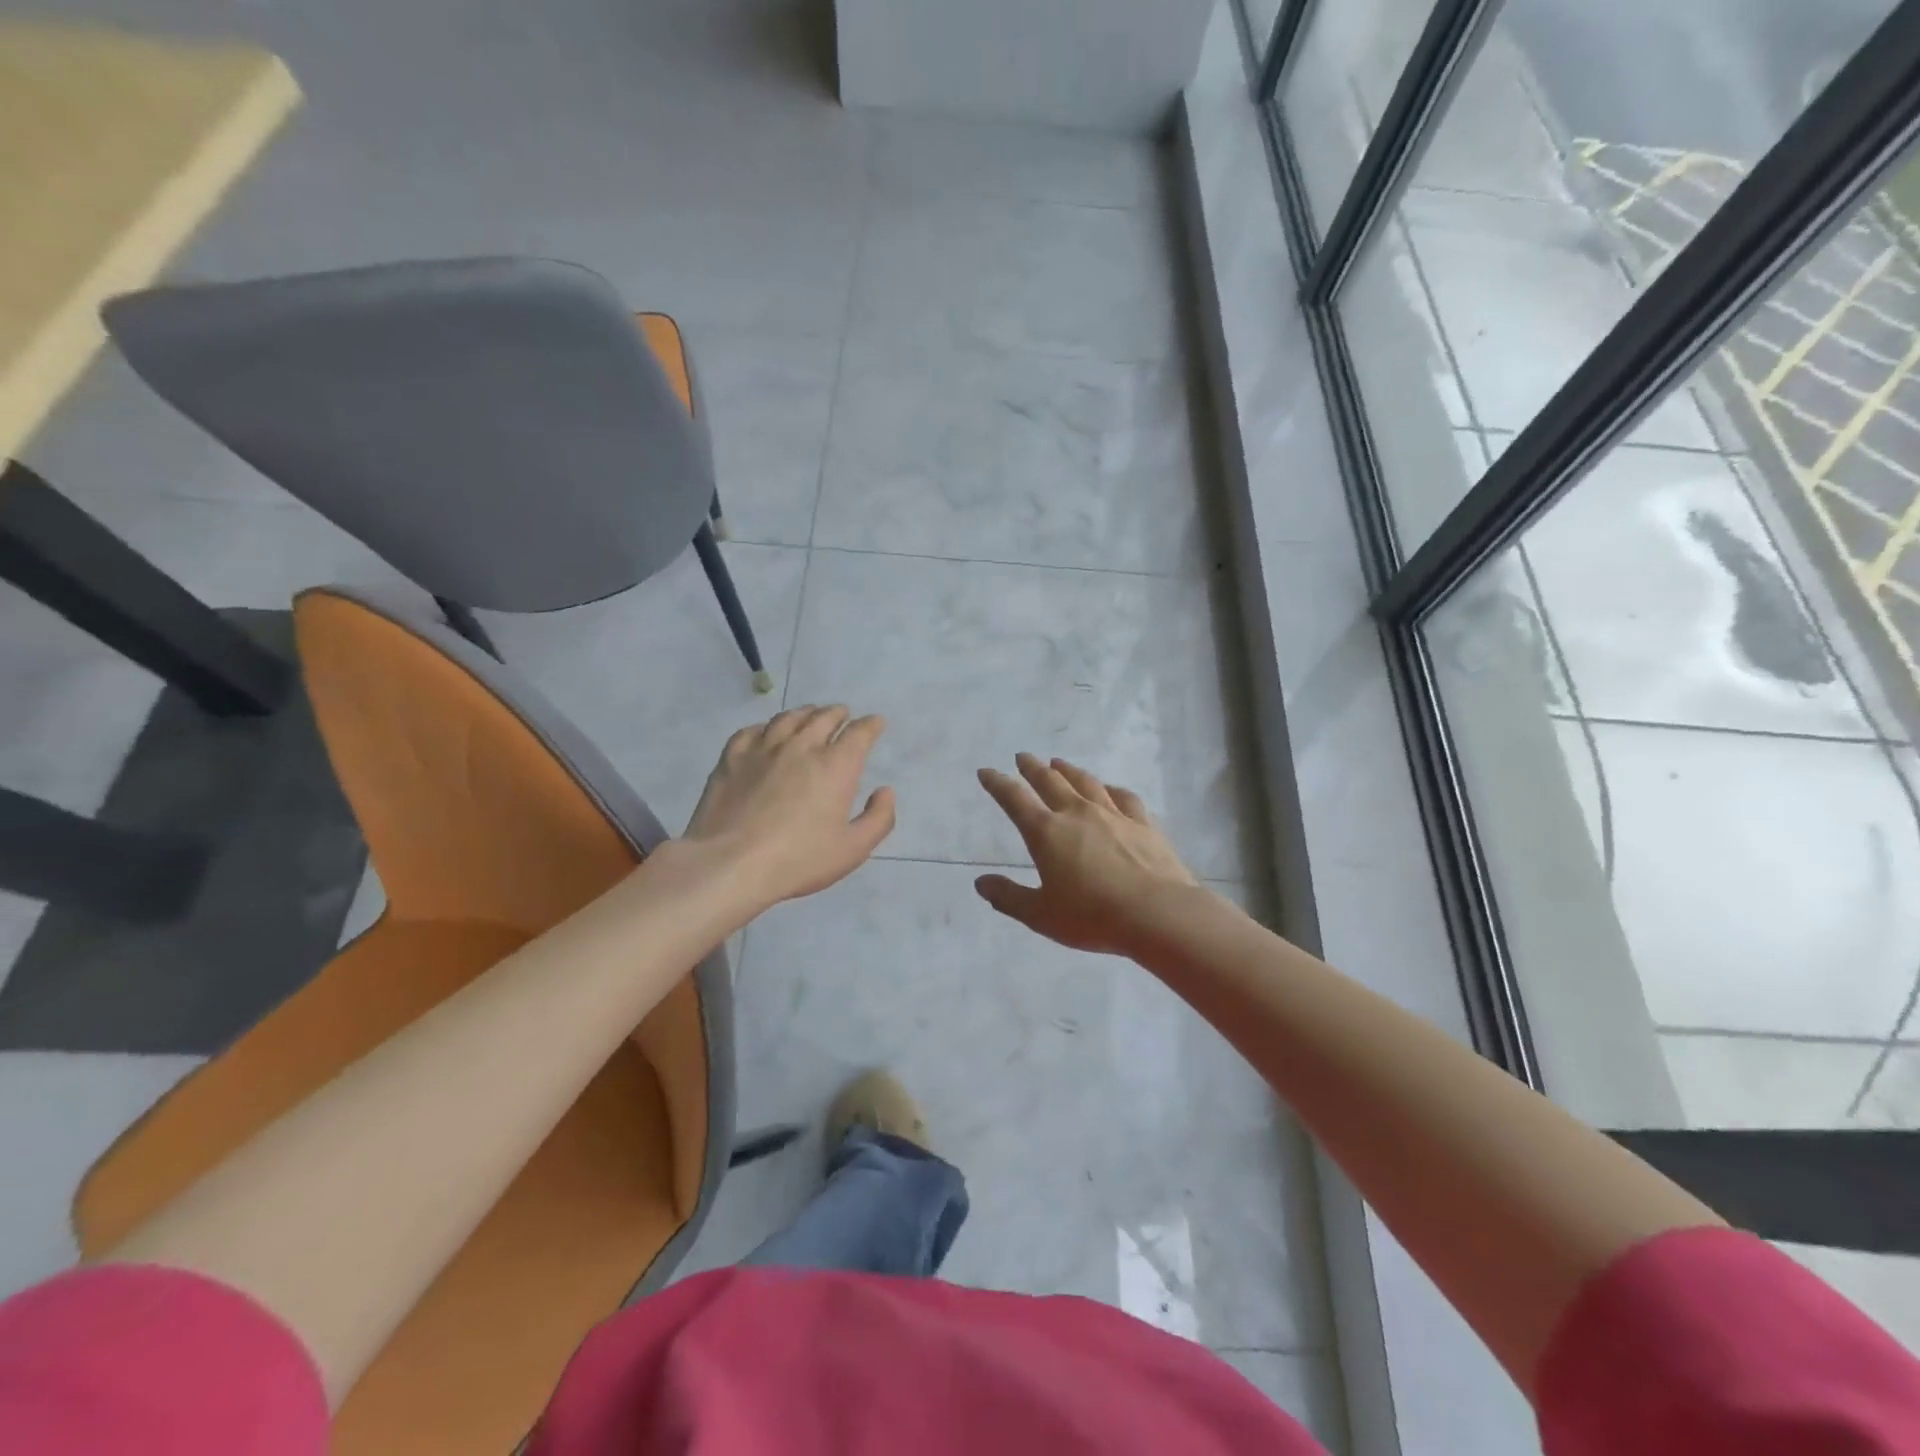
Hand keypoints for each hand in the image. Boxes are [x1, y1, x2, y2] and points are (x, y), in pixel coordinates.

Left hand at [683, 705, 895, 909]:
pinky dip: (765, 727)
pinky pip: (751, 731)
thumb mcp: (853, 849)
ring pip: (788, 718)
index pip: (859, 733)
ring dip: (805, 713)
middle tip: (843, 714)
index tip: (876, 722)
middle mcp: (802, 746)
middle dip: (838, 713)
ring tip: (810, 715)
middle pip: (824, 717)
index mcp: (836, 766)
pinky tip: (765, 733)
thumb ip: (878, 818)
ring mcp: (763, 748)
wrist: (730, 863)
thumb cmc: (799, 859)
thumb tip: (885, 791)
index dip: (871, 725)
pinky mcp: (732, 757)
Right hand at [975, 754, 1198, 955]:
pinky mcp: (1143, 823)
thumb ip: (1009, 897)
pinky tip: (1109, 789)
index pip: (1015, 799)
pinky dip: (1110, 789)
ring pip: (1085, 782)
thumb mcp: (1041, 915)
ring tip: (1058, 763)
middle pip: (1050, 781)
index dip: (997, 783)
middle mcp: (1077, 813)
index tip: (986, 772)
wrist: (1158, 913)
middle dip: (1032, 768)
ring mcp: (1113, 814)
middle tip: (1023, 757)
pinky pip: (1123, 797)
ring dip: (1068, 770)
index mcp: (1047, 833)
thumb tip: (981, 883)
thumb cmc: (1093, 916)